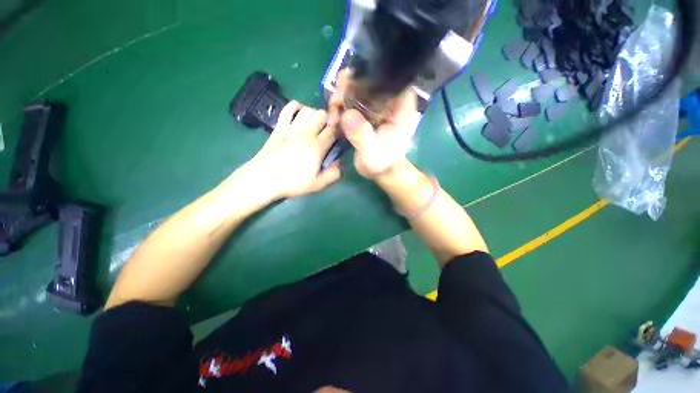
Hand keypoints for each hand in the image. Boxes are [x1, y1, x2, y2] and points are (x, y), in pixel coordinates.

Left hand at [239, 101, 340, 199]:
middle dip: (328, 120)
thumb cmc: (292, 182)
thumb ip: (332, 175)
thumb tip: (339, 164)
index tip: (339, 135)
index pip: (333, 130)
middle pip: (322, 115)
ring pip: (308, 109)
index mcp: (317, 147)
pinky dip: (296, 106)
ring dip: (315, 113)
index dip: (338, 130)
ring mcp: (292, 127)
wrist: (265, 178)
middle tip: (327, 130)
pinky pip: (289, 108)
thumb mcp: (317, 185)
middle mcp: (306, 133)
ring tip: (315, 123)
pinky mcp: (280, 126)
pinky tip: (300, 112)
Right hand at [329, 69, 420, 179]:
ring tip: (333, 117)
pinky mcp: (365, 111)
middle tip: (335, 104)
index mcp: (400, 107)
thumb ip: (362, 136)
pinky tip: (333, 120)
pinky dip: (339, 107)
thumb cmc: (383, 163)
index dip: (368, 75)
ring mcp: (375, 105)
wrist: (380, 170)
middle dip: (347, 87)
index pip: (389, 77)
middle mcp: (388, 100)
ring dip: (340, 98)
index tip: (348, 87)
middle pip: (368, 78)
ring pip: (355, 87)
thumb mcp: (373, 153)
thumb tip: (346, 115)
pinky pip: (349, 100)